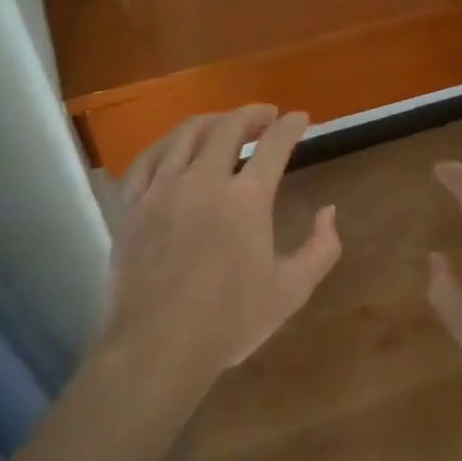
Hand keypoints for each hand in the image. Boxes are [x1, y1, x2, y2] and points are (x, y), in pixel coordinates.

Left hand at [102, 106, 340, 395]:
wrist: (159, 346)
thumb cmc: (230, 321)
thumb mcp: (291, 290)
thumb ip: (320, 247)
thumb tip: (329, 211)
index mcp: (246, 199)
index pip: (274, 146)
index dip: (291, 127)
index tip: (300, 118)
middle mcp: (203, 180)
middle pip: (228, 128)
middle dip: (252, 115)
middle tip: (266, 116)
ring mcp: (162, 189)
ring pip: (185, 135)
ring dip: (211, 121)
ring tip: (224, 124)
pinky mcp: (132, 205)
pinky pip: (147, 159)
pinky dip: (167, 144)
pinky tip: (175, 147)